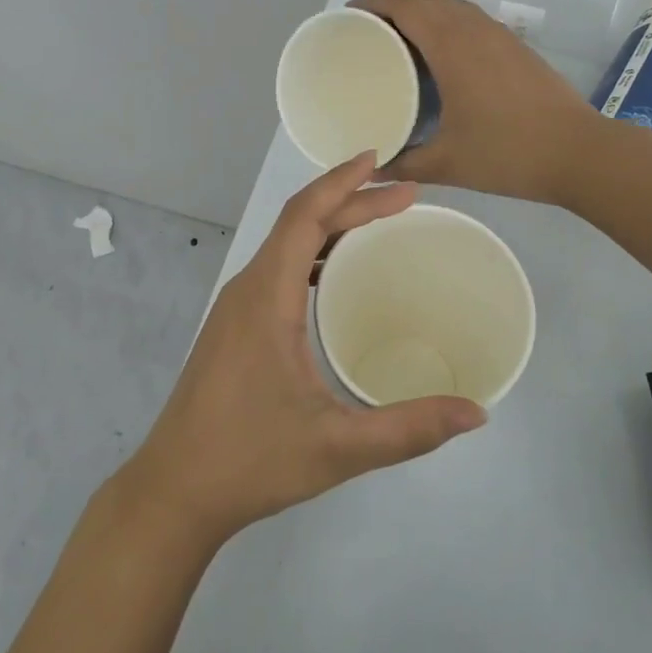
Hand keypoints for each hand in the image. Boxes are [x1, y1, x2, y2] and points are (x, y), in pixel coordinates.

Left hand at [122, 153, 486, 546]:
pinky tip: (335, 275)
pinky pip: (277, 268)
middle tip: (405, 196)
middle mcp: (248, 289)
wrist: (174, 491)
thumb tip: (477, 413)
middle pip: (299, 223)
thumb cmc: (251, 460)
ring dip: (330, 224)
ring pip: (285, 244)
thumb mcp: (338, 448)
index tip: (381, 161)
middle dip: (350, 201)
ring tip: (378, 221)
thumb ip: (408, 430)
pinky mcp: (234, 327)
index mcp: (266, 296)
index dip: (342, 182)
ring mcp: (236, 307)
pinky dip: (312, 253)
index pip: (304, 216)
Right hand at [352, 0, 599, 205]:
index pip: (405, 5)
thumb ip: (404, 164)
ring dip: (418, 10)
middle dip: (389, 4)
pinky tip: (436, 52)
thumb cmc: (509, 153)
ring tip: (393, 36)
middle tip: (362, 28)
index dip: (372, 3)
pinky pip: (468, 18)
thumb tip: (371, 171)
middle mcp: (474, 29)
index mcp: (452, 46)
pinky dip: (442, 21)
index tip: (347, 15)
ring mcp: (498, 34)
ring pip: (449, 5)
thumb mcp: (448, 164)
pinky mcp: (514, 45)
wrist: (580, 152)